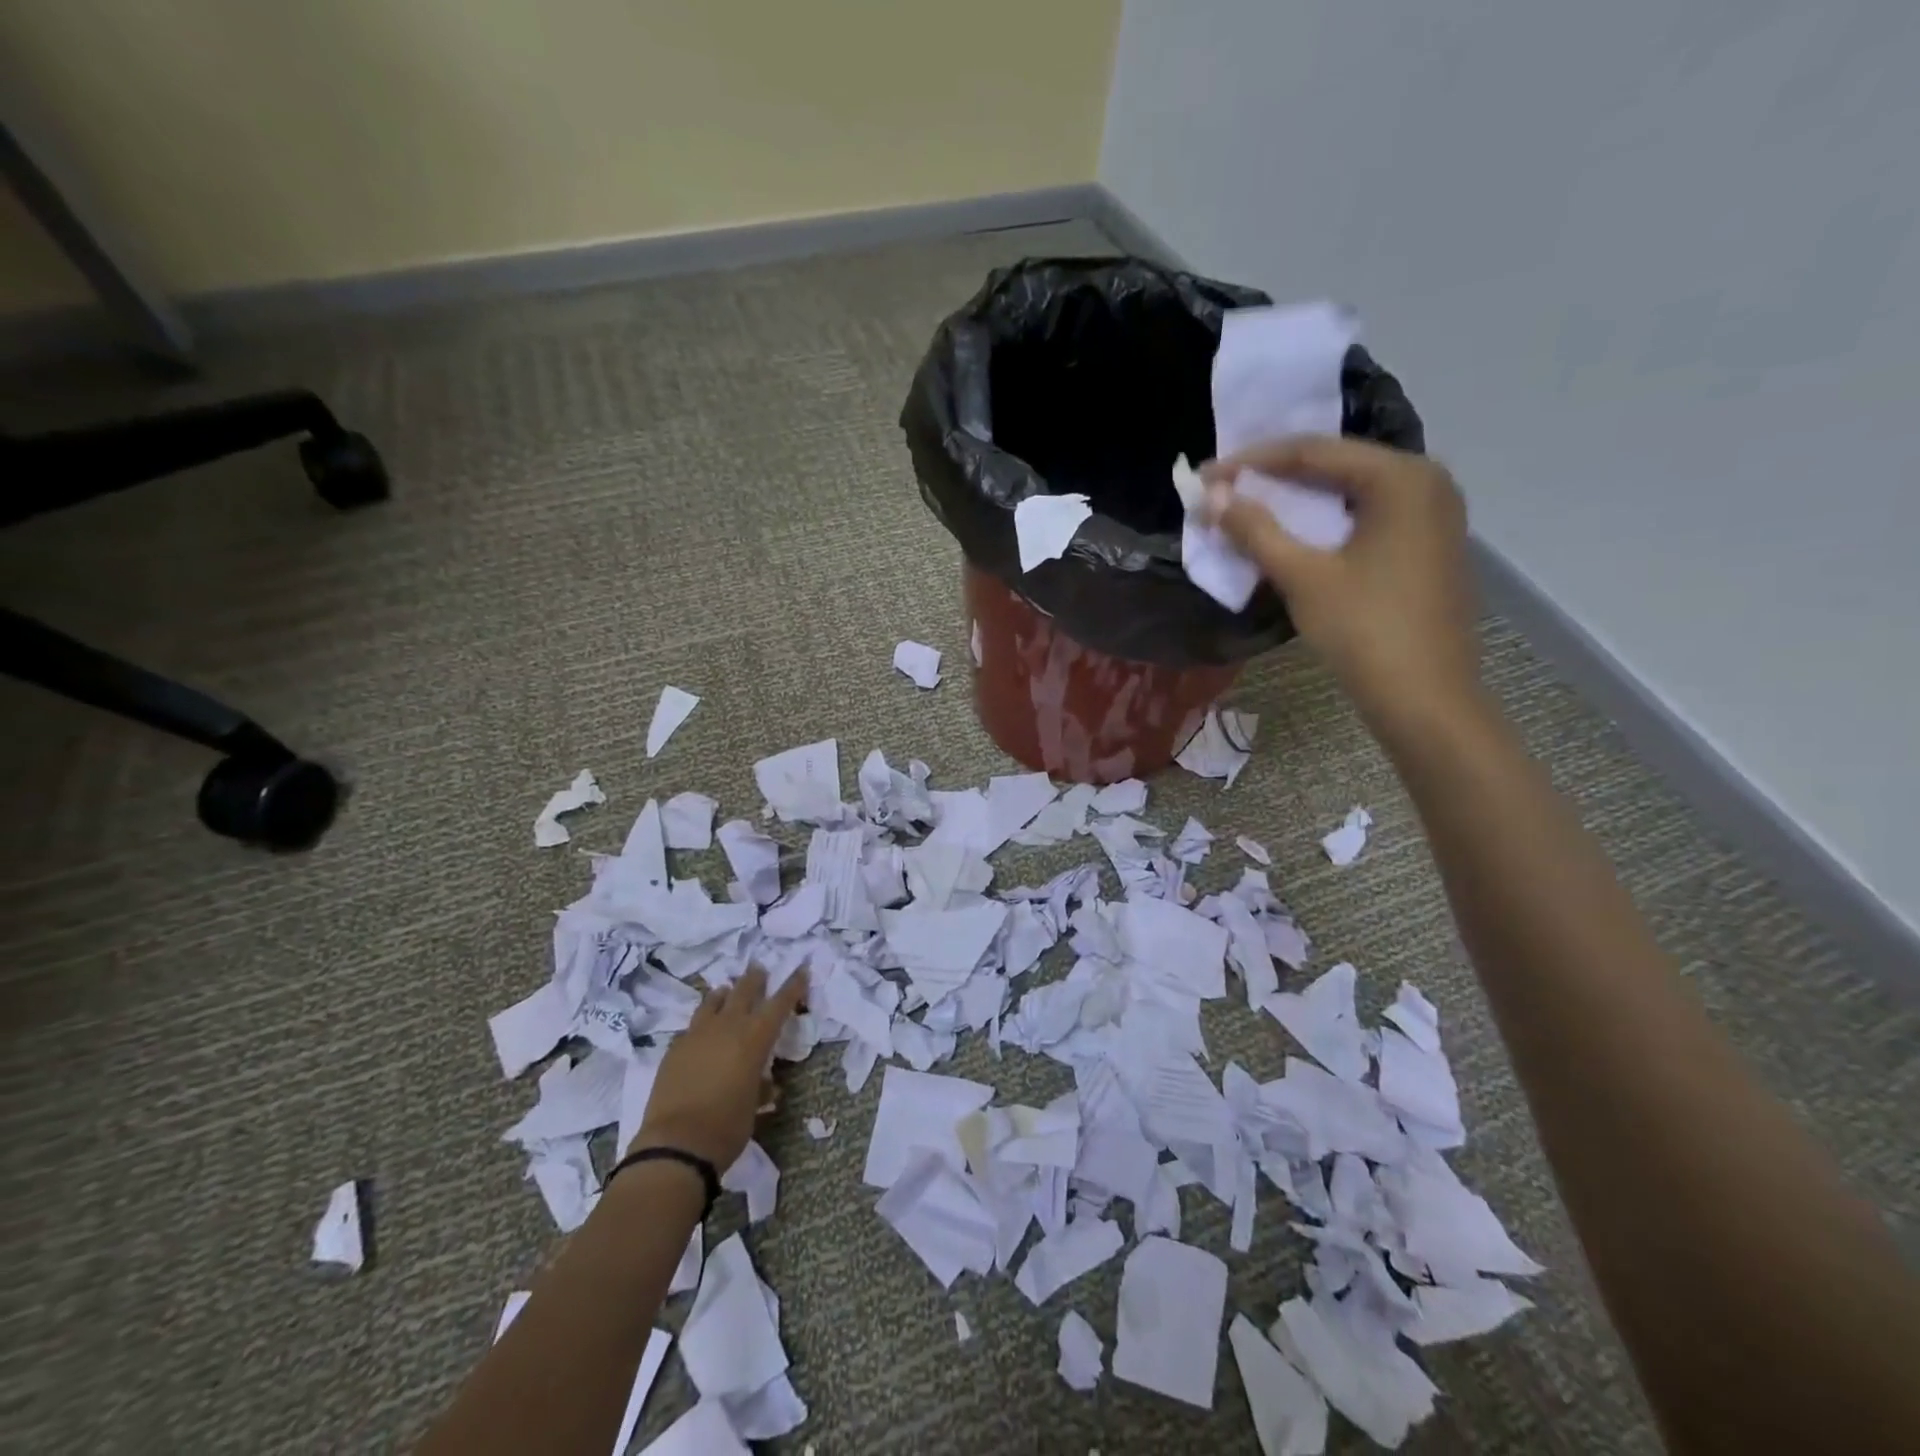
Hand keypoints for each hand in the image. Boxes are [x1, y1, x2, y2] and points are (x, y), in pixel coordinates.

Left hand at [630, 965, 806, 1171]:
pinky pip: (692, 1026)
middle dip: (754, 979)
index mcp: (755, 1037)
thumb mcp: (754, 1106)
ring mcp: (697, 1034)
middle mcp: (728, 1026)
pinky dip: (702, 1023)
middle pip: (744, 990)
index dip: (793, 985)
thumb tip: (766, 1086)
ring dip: (724, 994)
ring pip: (713, 1001)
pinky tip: (701, 1033)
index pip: (780, 1003)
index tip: (802, 970)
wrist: (677, 1143)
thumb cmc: (728, 1126)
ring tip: (726, 991)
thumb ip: (760, 1087)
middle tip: (758, 970)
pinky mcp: (674, 1048)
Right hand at [1201, 435, 1480, 739]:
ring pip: (1349, 493)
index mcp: (1402, 477)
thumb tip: (1212, 497)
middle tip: (1224, 490)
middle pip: (1335, 466)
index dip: (1252, 461)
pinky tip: (1293, 534)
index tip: (1206, 475)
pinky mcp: (1427, 546)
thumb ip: (1256, 530)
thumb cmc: (1364, 630)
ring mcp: (1432, 515)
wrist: (1425, 699)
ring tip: (1248, 508)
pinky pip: (1366, 517)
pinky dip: (1324, 522)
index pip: (1313, 451)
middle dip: (1274, 477)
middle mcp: (1425, 482)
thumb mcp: (1303, 576)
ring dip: (1297, 501)